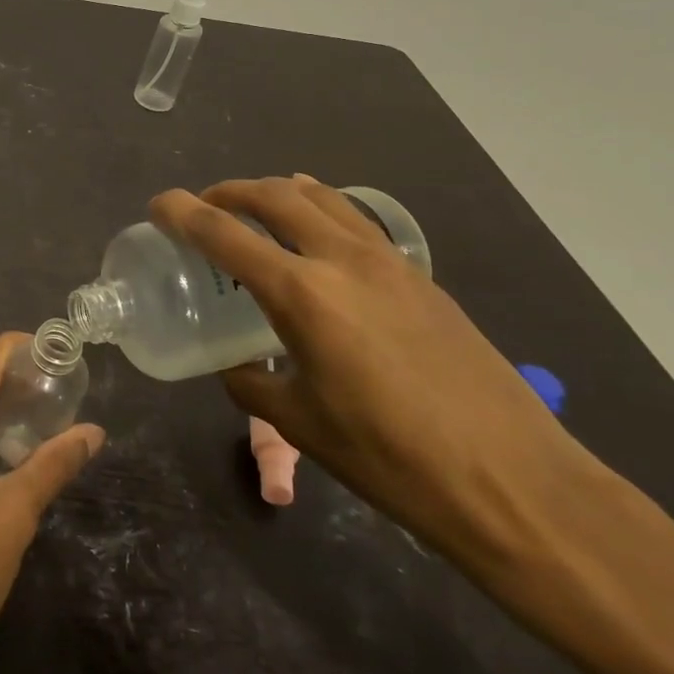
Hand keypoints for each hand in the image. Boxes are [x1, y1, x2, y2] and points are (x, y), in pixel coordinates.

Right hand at [150, 175, 585, 567]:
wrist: (514, 482)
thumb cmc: (392, 459)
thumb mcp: (301, 425)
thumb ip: (252, 383)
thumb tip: (236, 365)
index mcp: (303, 294)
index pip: (224, 234)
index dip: (182, 213)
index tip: (158, 205)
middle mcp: (343, 260)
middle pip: (275, 196)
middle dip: (231, 191)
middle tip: (205, 206)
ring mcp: (389, 263)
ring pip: (323, 198)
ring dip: (279, 192)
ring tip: (257, 208)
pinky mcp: (421, 278)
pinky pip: (358, 222)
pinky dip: (323, 211)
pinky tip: (318, 239)